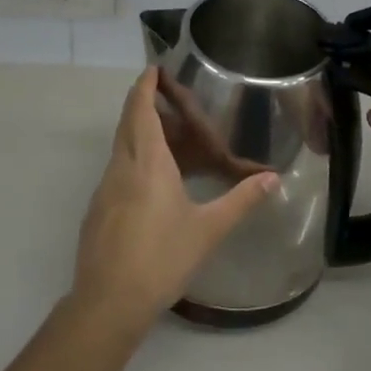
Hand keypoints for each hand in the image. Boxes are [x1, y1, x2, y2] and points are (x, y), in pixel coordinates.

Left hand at [72, 68, 278, 334]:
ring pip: (121, 146)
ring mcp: (104, 188)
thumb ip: (241, 200)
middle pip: (127, 122)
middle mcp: (121, 166)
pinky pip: (117, 169)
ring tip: (169, 137)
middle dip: (143, 102)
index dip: (145, 85)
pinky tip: (153, 180)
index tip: (154, 68)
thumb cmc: (162, 258)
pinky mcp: (98, 209)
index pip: (140, 109)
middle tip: (168, 97)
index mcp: (147, 162)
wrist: (109, 301)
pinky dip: (133, 157)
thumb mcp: (208, 229)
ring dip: (139, 132)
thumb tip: (272, 178)